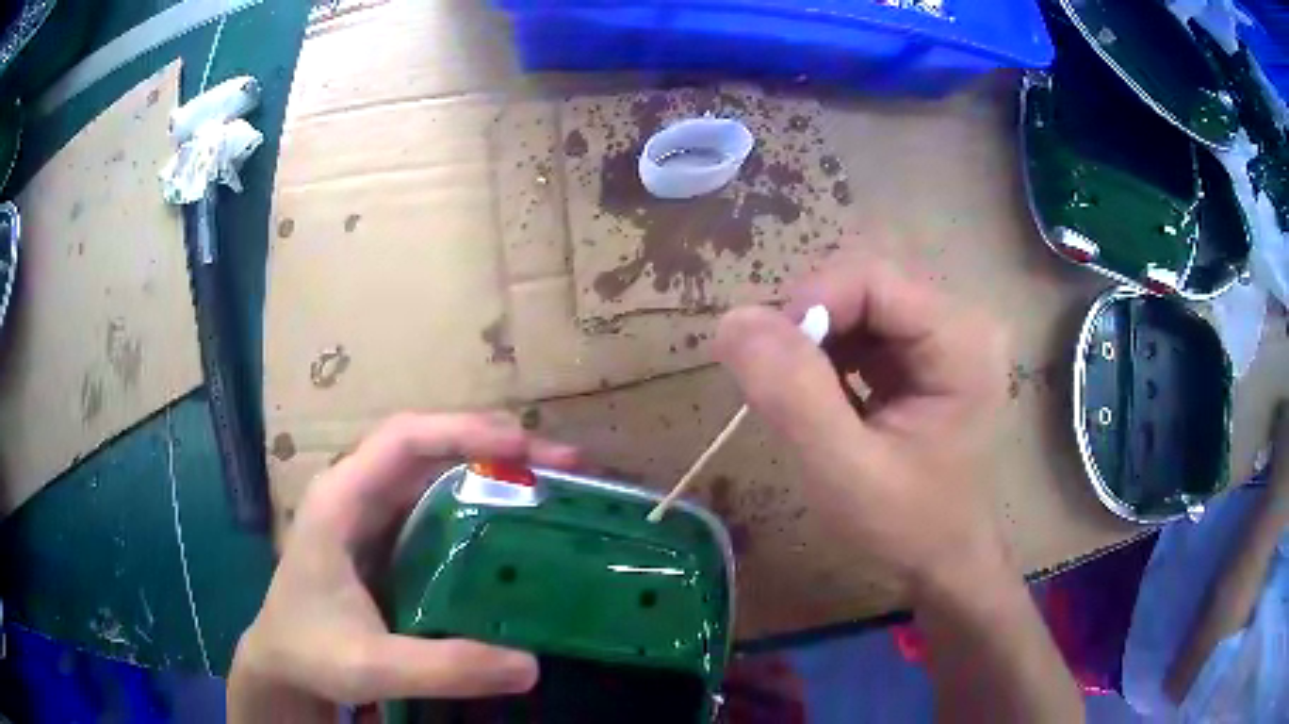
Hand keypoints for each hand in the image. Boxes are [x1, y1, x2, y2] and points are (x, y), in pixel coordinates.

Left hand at [228, 413, 577, 720]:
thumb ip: (444, 667)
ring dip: (491, 464)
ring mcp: (370, 510)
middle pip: (427, 442)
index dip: (463, 432)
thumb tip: (531, 665)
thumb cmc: (312, 653)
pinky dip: (478, 495)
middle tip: (563, 463)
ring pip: (434, 465)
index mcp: (340, 501)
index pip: (403, 440)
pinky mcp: (384, 533)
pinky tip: (514, 516)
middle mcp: (356, 491)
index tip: (527, 449)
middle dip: (494, 442)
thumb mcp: (373, 666)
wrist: (282, 660)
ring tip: (551, 480)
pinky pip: (435, 499)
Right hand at [713, 256, 1010, 591]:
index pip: (873, 278)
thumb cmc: (905, 527)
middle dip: (812, 325)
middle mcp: (960, 322)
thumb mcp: (844, 470)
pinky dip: (829, 353)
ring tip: (800, 397)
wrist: (941, 563)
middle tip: (781, 386)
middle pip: (866, 284)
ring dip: (816, 340)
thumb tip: (733, 320)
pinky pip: (864, 327)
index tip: (768, 362)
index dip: (811, 304)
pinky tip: (823, 396)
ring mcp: (945, 336)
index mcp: (962, 340)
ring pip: (859, 302)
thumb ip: (793, 395)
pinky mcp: (925, 354)